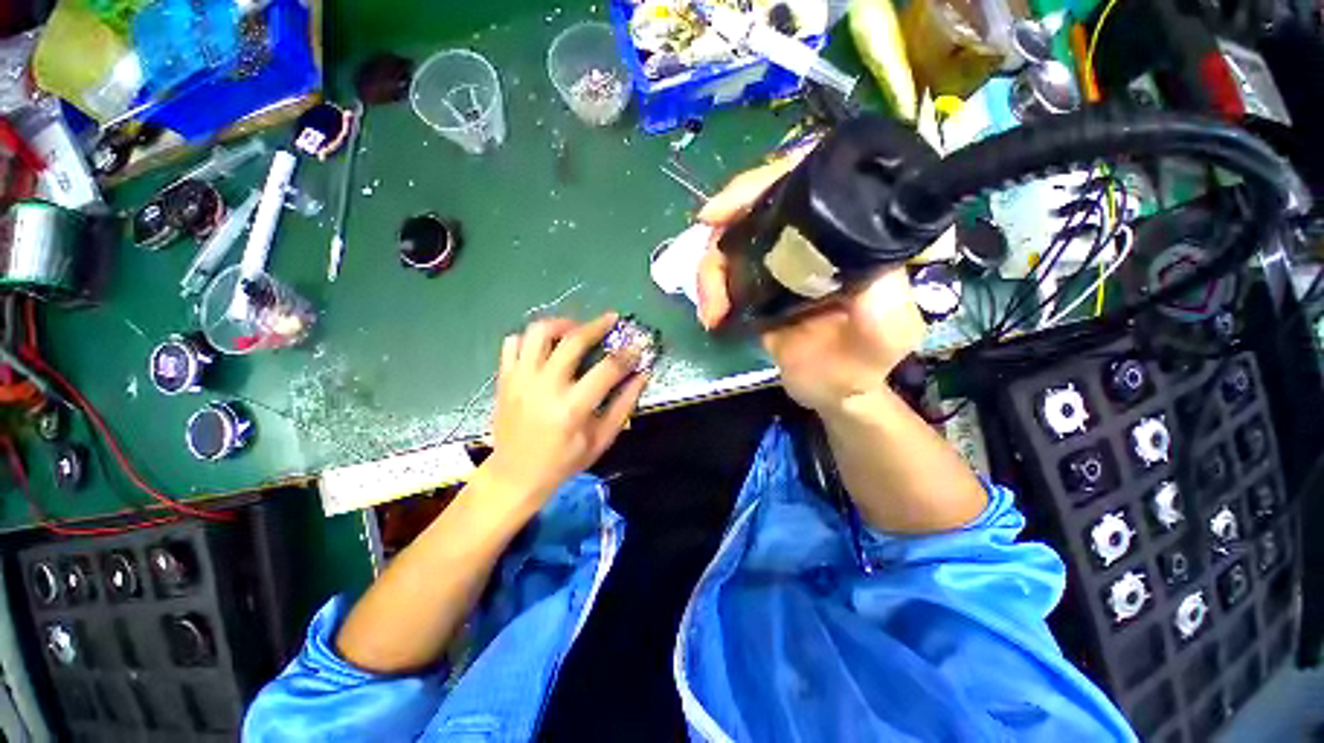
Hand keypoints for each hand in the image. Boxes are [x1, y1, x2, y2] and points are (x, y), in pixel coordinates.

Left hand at [481, 313, 648, 509]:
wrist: (515, 474)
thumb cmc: (564, 461)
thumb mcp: (601, 439)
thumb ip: (624, 405)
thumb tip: (642, 375)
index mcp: (572, 408)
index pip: (607, 369)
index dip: (628, 354)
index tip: (639, 345)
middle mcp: (544, 387)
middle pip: (572, 341)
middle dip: (597, 325)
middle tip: (611, 319)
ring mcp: (520, 380)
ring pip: (538, 332)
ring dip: (562, 324)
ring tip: (576, 329)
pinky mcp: (505, 378)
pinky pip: (513, 342)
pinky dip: (530, 337)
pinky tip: (546, 346)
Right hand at [695, 154, 926, 412]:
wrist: (830, 390)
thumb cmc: (862, 364)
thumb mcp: (886, 332)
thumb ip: (881, 297)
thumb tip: (852, 250)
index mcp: (854, 234)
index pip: (813, 180)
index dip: (767, 180)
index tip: (730, 206)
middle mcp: (817, 236)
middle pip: (761, 202)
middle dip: (727, 220)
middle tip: (707, 246)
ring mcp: (784, 258)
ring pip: (734, 237)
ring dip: (710, 268)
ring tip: (711, 309)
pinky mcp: (760, 281)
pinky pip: (725, 269)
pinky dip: (710, 287)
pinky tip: (711, 314)